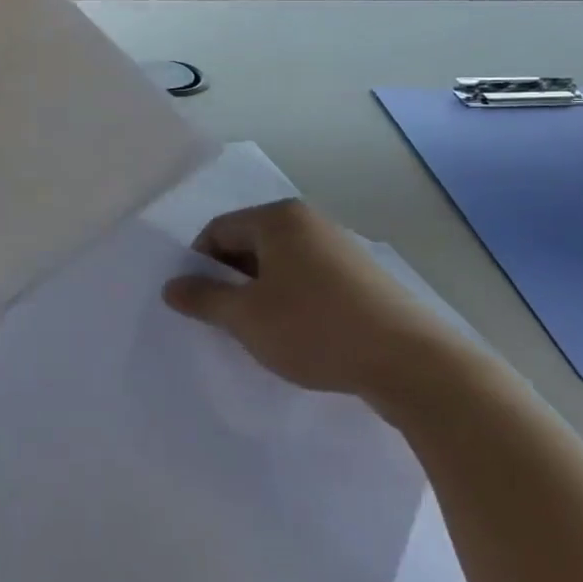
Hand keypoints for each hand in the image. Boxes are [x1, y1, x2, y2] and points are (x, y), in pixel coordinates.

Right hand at [163, 199, 476, 401]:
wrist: (411, 363)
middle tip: (226, 320)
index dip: (199, 265)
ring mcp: (341, 247)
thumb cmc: (315, 328)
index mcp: (279, 219)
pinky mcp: (363, 277)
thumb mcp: (246, 317)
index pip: (218, 230)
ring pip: (280, 265)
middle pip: (250, 244)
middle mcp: (310, 222)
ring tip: (262, 332)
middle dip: (231, 280)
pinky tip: (299, 336)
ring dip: (261, 294)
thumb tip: (171, 286)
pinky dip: (292, 301)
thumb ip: (203, 298)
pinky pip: (309, 280)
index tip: (198, 303)